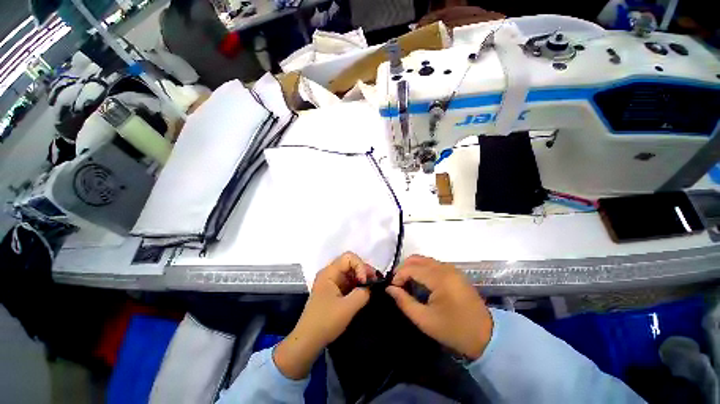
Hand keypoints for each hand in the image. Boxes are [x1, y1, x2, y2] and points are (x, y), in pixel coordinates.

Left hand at [274, 252, 375, 378]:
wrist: (308, 340)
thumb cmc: (326, 321)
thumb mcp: (348, 307)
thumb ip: (363, 293)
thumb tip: (371, 286)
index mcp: (329, 272)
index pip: (348, 257)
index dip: (360, 266)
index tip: (365, 281)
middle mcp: (329, 273)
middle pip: (350, 263)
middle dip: (363, 270)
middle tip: (375, 282)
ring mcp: (331, 282)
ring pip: (350, 272)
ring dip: (362, 278)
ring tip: (372, 286)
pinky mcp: (334, 291)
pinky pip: (348, 282)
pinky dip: (357, 285)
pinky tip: (365, 292)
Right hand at [386, 255, 492, 359]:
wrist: (487, 335)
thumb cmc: (454, 330)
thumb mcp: (425, 320)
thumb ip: (404, 302)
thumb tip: (390, 289)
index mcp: (439, 278)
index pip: (411, 268)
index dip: (398, 276)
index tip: (393, 289)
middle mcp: (445, 267)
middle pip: (416, 259)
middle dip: (403, 269)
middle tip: (398, 284)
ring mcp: (451, 268)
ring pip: (424, 259)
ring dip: (412, 268)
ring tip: (407, 283)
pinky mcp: (454, 272)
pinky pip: (433, 264)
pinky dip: (422, 269)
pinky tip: (420, 282)